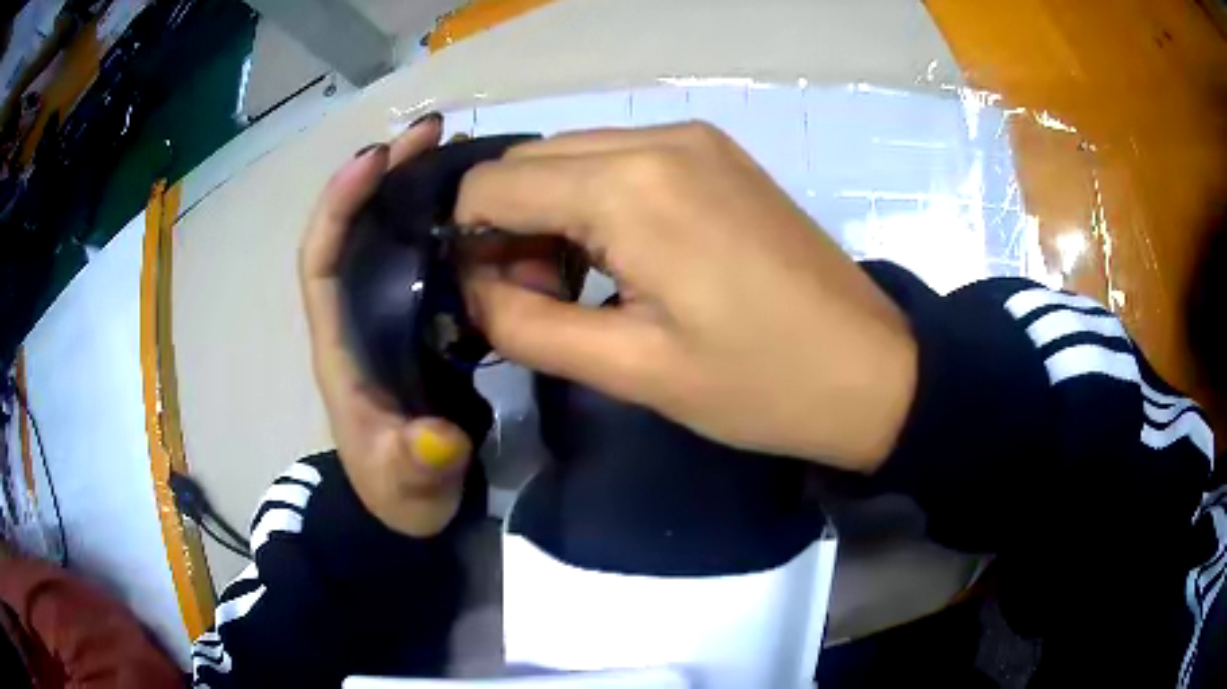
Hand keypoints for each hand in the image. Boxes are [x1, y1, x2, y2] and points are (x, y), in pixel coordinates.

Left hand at [300, 114, 472, 536]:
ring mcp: (383, 312)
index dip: (338, 204)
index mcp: (337, 343)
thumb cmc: (399, 491)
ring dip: (411, 184)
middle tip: (433, 132)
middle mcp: (353, 313)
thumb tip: (438, 437)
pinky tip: (471, 200)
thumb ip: (417, 464)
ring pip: (385, 233)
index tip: (376, 157)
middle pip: (354, 227)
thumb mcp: (408, 484)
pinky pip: (416, 254)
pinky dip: (436, 218)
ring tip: (455, 147)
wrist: (412, 503)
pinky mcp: (412, 317)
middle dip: (382, 174)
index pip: (320, 259)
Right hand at [458, 122, 916, 471]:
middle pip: (529, 164)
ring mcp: (693, 137)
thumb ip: (525, 325)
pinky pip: (620, 161)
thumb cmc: (759, 384)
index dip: (467, 241)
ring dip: (552, 215)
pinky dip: (595, 202)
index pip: (491, 185)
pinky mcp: (717, 153)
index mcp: (629, 186)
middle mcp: (656, 137)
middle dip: (508, 228)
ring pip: (572, 159)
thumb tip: (470, 289)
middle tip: (543, 301)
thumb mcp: (630, 370)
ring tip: (584, 286)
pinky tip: (624, 256)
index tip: (492, 299)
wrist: (873, 371)